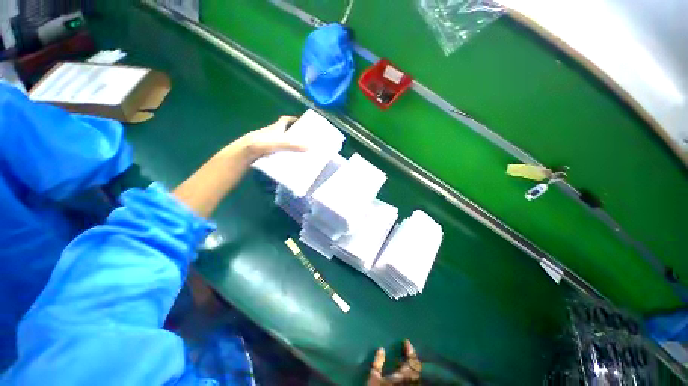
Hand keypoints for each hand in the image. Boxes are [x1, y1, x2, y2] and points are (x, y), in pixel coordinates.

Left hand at [241, 115, 307, 159]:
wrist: (245, 153)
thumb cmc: (262, 143)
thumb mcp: (279, 142)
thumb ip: (293, 145)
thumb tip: (308, 147)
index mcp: (275, 128)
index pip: (285, 120)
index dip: (293, 119)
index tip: (302, 122)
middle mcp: (272, 133)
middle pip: (284, 131)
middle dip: (294, 134)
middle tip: (305, 140)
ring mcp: (268, 143)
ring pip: (281, 142)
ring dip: (289, 145)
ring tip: (300, 151)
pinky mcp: (266, 152)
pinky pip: (278, 151)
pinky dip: (283, 154)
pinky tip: (289, 160)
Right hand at [367, 340, 421, 384]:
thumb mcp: (374, 377)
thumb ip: (378, 363)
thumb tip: (381, 349)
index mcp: (403, 376)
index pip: (412, 361)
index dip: (410, 351)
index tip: (406, 342)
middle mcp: (410, 382)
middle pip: (416, 369)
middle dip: (412, 358)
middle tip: (407, 350)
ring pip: (416, 376)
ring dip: (412, 367)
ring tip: (405, 362)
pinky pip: (414, 382)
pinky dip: (411, 375)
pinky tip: (404, 374)